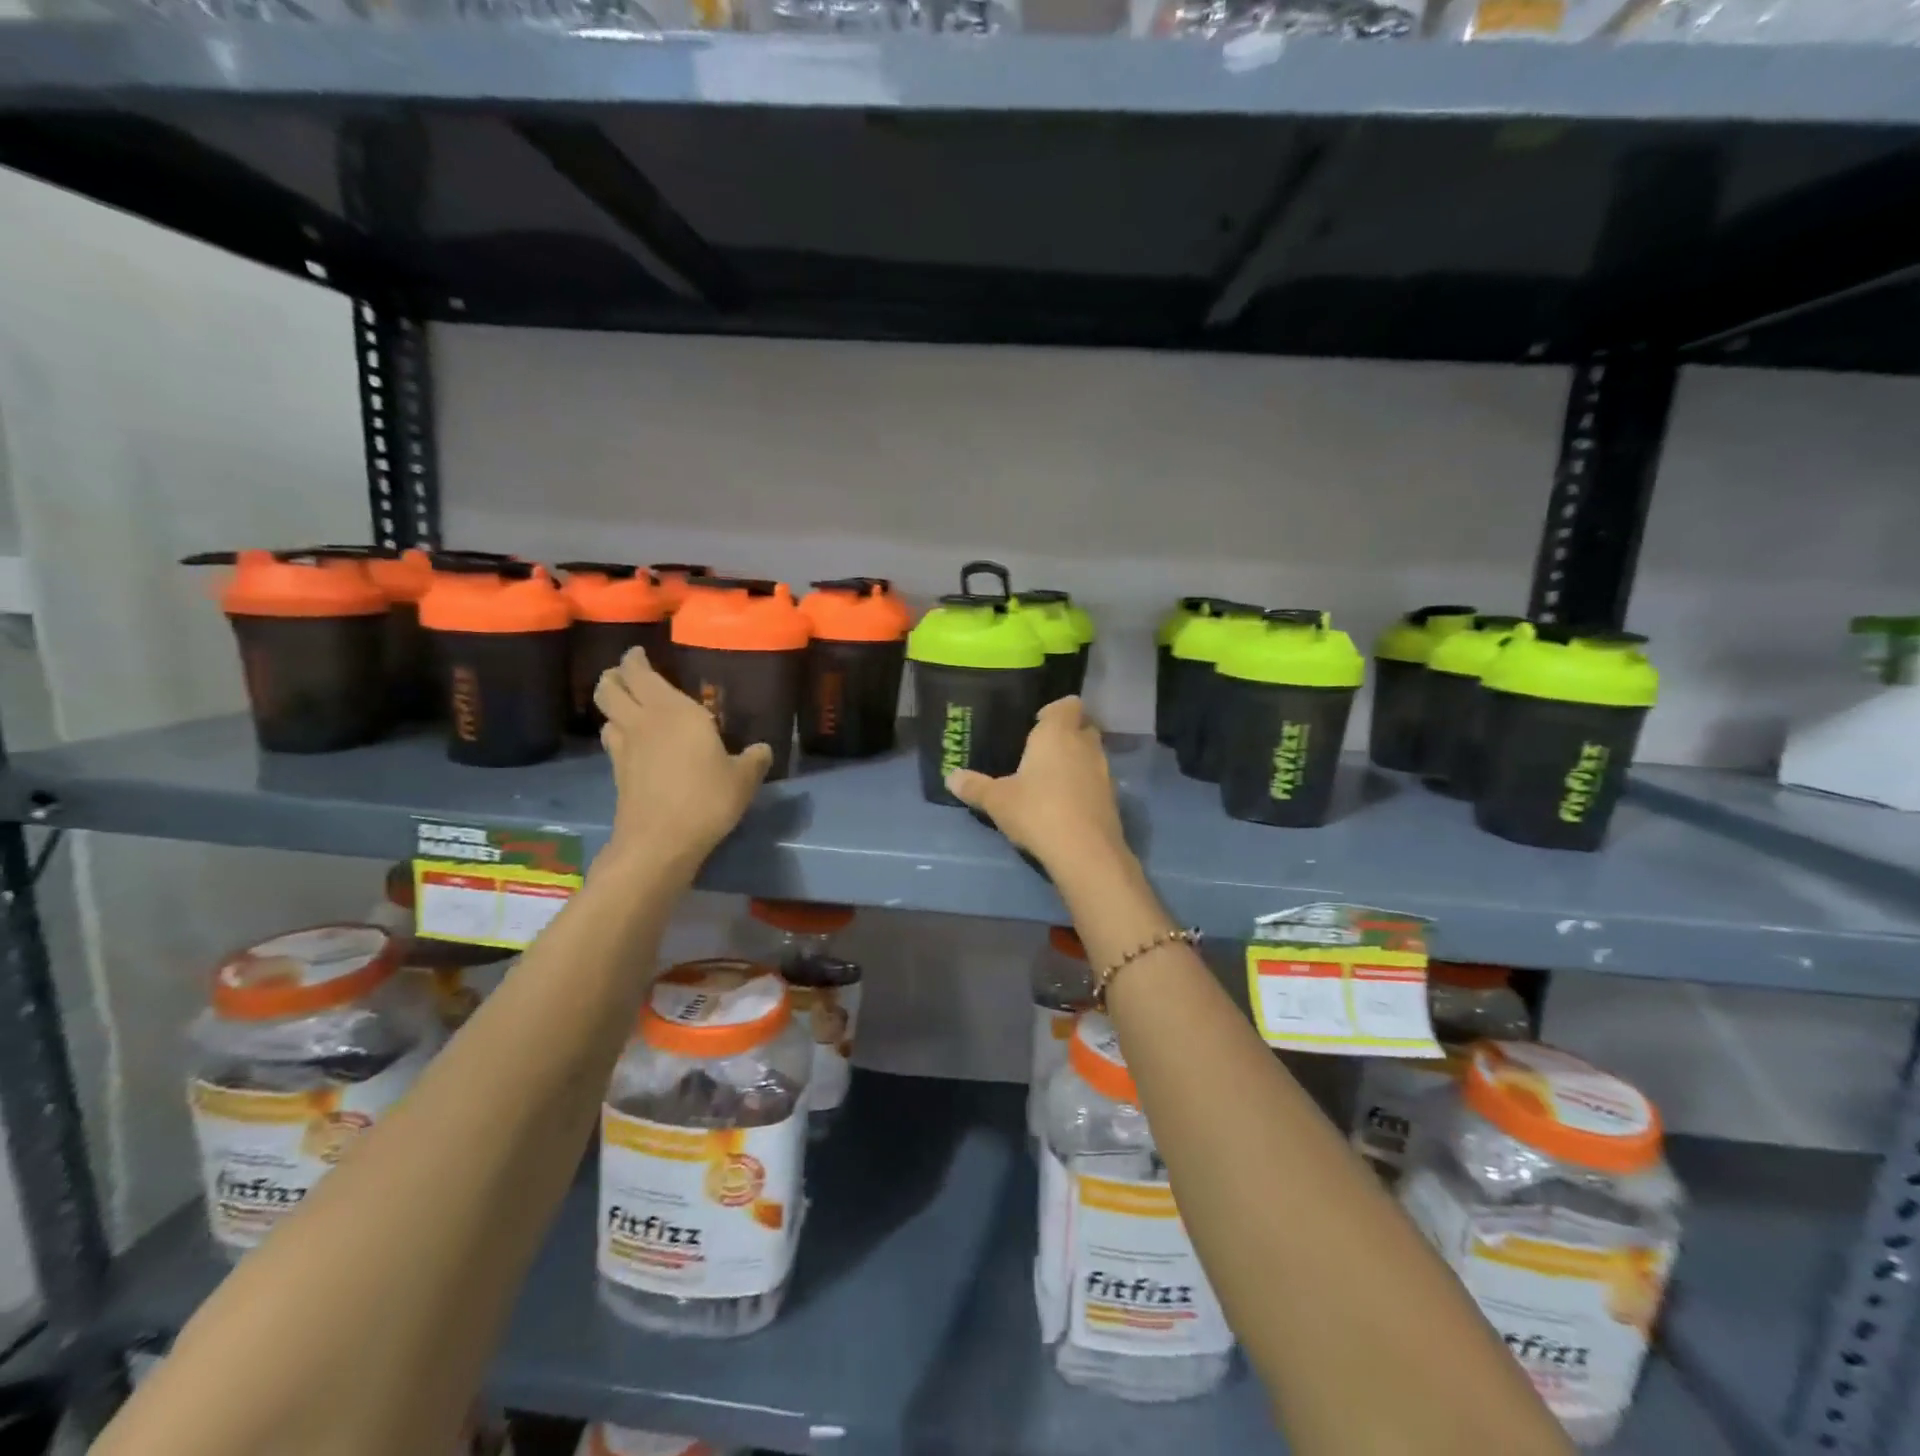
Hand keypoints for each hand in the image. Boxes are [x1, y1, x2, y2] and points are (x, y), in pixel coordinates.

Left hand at [594, 650, 771, 873]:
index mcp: (674, 710)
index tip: (640, 653)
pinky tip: (637, 744)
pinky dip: (619, 734)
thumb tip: (762, 749)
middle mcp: (643, 721)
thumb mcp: (743, 779)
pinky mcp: (618, 773)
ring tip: (631, 707)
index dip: (635, 658)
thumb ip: (754, 759)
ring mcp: (625, 748)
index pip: (640, 672)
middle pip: (610, 687)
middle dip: (615, 675)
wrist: (660, 841)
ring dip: (614, 705)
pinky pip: (612, 741)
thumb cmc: (706, 799)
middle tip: (629, 674)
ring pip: (606, 714)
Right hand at [947, 698, 1129, 872]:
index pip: (1068, 704)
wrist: (1085, 851)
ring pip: (1092, 754)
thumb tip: (950, 777)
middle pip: (1084, 726)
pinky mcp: (1112, 798)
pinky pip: (1096, 780)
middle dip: (1067, 733)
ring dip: (1076, 760)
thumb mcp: (997, 800)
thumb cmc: (1037, 811)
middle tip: (1042, 749)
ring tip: (1051, 779)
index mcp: (1057, 733)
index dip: (1055, 710)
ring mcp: (1103, 771)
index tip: (1037, 723)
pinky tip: (1065, 803)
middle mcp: (1085, 745)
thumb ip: (974, 786)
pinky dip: (1084, 785)